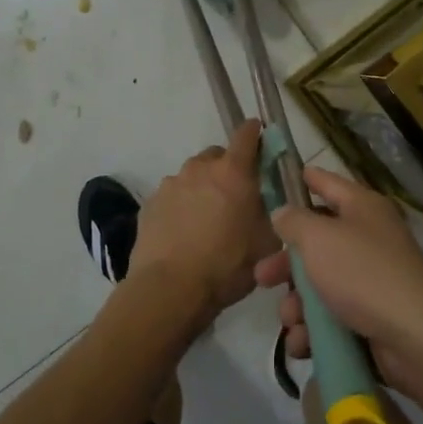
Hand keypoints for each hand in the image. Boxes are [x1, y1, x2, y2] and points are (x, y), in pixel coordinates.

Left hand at [130, 119, 278, 318]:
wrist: (169, 289)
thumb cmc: (227, 265)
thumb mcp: (266, 243)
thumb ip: (273, 214)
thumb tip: (274, 204)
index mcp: (233, 172)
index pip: (246, 135)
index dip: (255, 134)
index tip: (260, 139)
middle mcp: (199, 168)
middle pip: (216, 156)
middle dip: (227, 169)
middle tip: (234, 197)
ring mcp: (170, 184)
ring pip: (192, 176)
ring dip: (201, 189)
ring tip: (205, 222)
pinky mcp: (149, 204)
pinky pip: (172, 197)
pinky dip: (180, 207)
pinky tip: (183, 234)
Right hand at [253, 165, 422, 395]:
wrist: (415, 337)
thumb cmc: (363, 274)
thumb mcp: (319, 239)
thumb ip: (294, 222)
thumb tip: (283, 213)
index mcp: (362, 208)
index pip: (327, 183)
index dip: (303, 179)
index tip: (277, 180)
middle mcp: (367, 238)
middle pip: (316, 243)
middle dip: (286, 264)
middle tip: (262, 277)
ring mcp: (370, 280)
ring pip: (319, 285)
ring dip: (297, 305)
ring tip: (291, 321)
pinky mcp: (369, 318)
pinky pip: (331, 318)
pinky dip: (314, 330)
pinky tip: (302, 343)